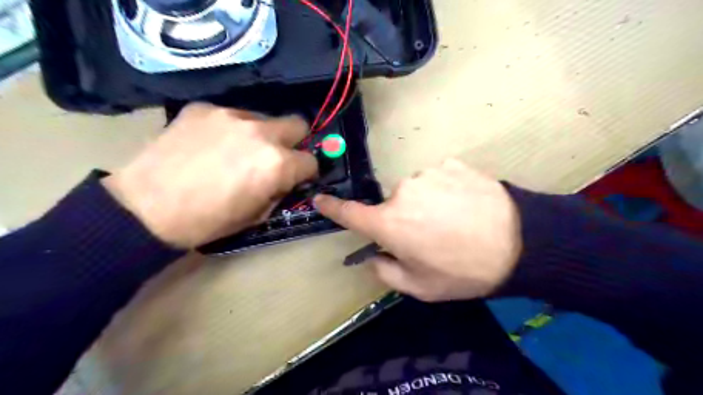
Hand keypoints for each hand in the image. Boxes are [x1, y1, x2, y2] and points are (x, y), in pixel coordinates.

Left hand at [104, 103, 318, 247]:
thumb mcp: (255, 216)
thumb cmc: (206, 221)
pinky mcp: (203, 108)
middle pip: (297, 124)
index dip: (306, 173)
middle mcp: (260, 132)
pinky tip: (211, 144)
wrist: (144, 208)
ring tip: (237, 151)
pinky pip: (231, 115)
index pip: (311, 161)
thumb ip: (278, 192)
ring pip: (263, 118)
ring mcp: (230, 115)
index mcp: (277, 164)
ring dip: (261, 135)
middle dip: (294, 142)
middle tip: (278, 157)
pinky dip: (230, 129)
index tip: (296, 178)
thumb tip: (286, 180)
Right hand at [317, 160, 517, 300]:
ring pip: (416, 190)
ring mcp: (428, 173)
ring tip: (454, 220)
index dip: (332, 207)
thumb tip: (374, 255)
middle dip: (402, 219)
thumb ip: (386, 271)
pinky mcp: (451, 164)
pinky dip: (445, 190)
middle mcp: (402, 192)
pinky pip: (438, 178)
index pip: (350, 213)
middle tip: (430, 235)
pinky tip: (466, 205)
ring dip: (425, 203)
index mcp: (389, 222)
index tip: (320, 199)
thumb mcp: (420, 286)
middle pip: (391, 204)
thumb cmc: (463, 270)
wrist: (520, 243)